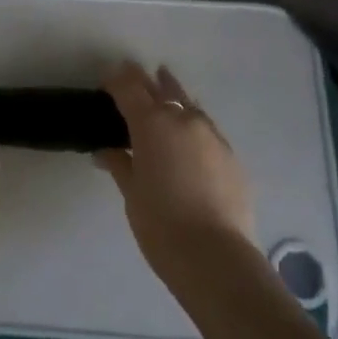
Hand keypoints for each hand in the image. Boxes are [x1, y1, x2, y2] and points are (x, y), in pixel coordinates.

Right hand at [96, 62, 255, 277]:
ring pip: (188, 104)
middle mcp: (183, 119)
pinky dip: (192, 126)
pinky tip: (188, 138)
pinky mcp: (231, 155)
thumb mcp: (131, 193)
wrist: (215, 257)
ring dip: (172, 97)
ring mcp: (211, 135)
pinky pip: (206, 129)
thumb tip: (106, 151)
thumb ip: (119, 164)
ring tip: (163, 93)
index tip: (107, 81)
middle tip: (132, 81)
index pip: (129, 87)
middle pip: (161, 88)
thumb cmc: (161, 225)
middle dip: (145, 83)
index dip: (117, 80)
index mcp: (152, 123)